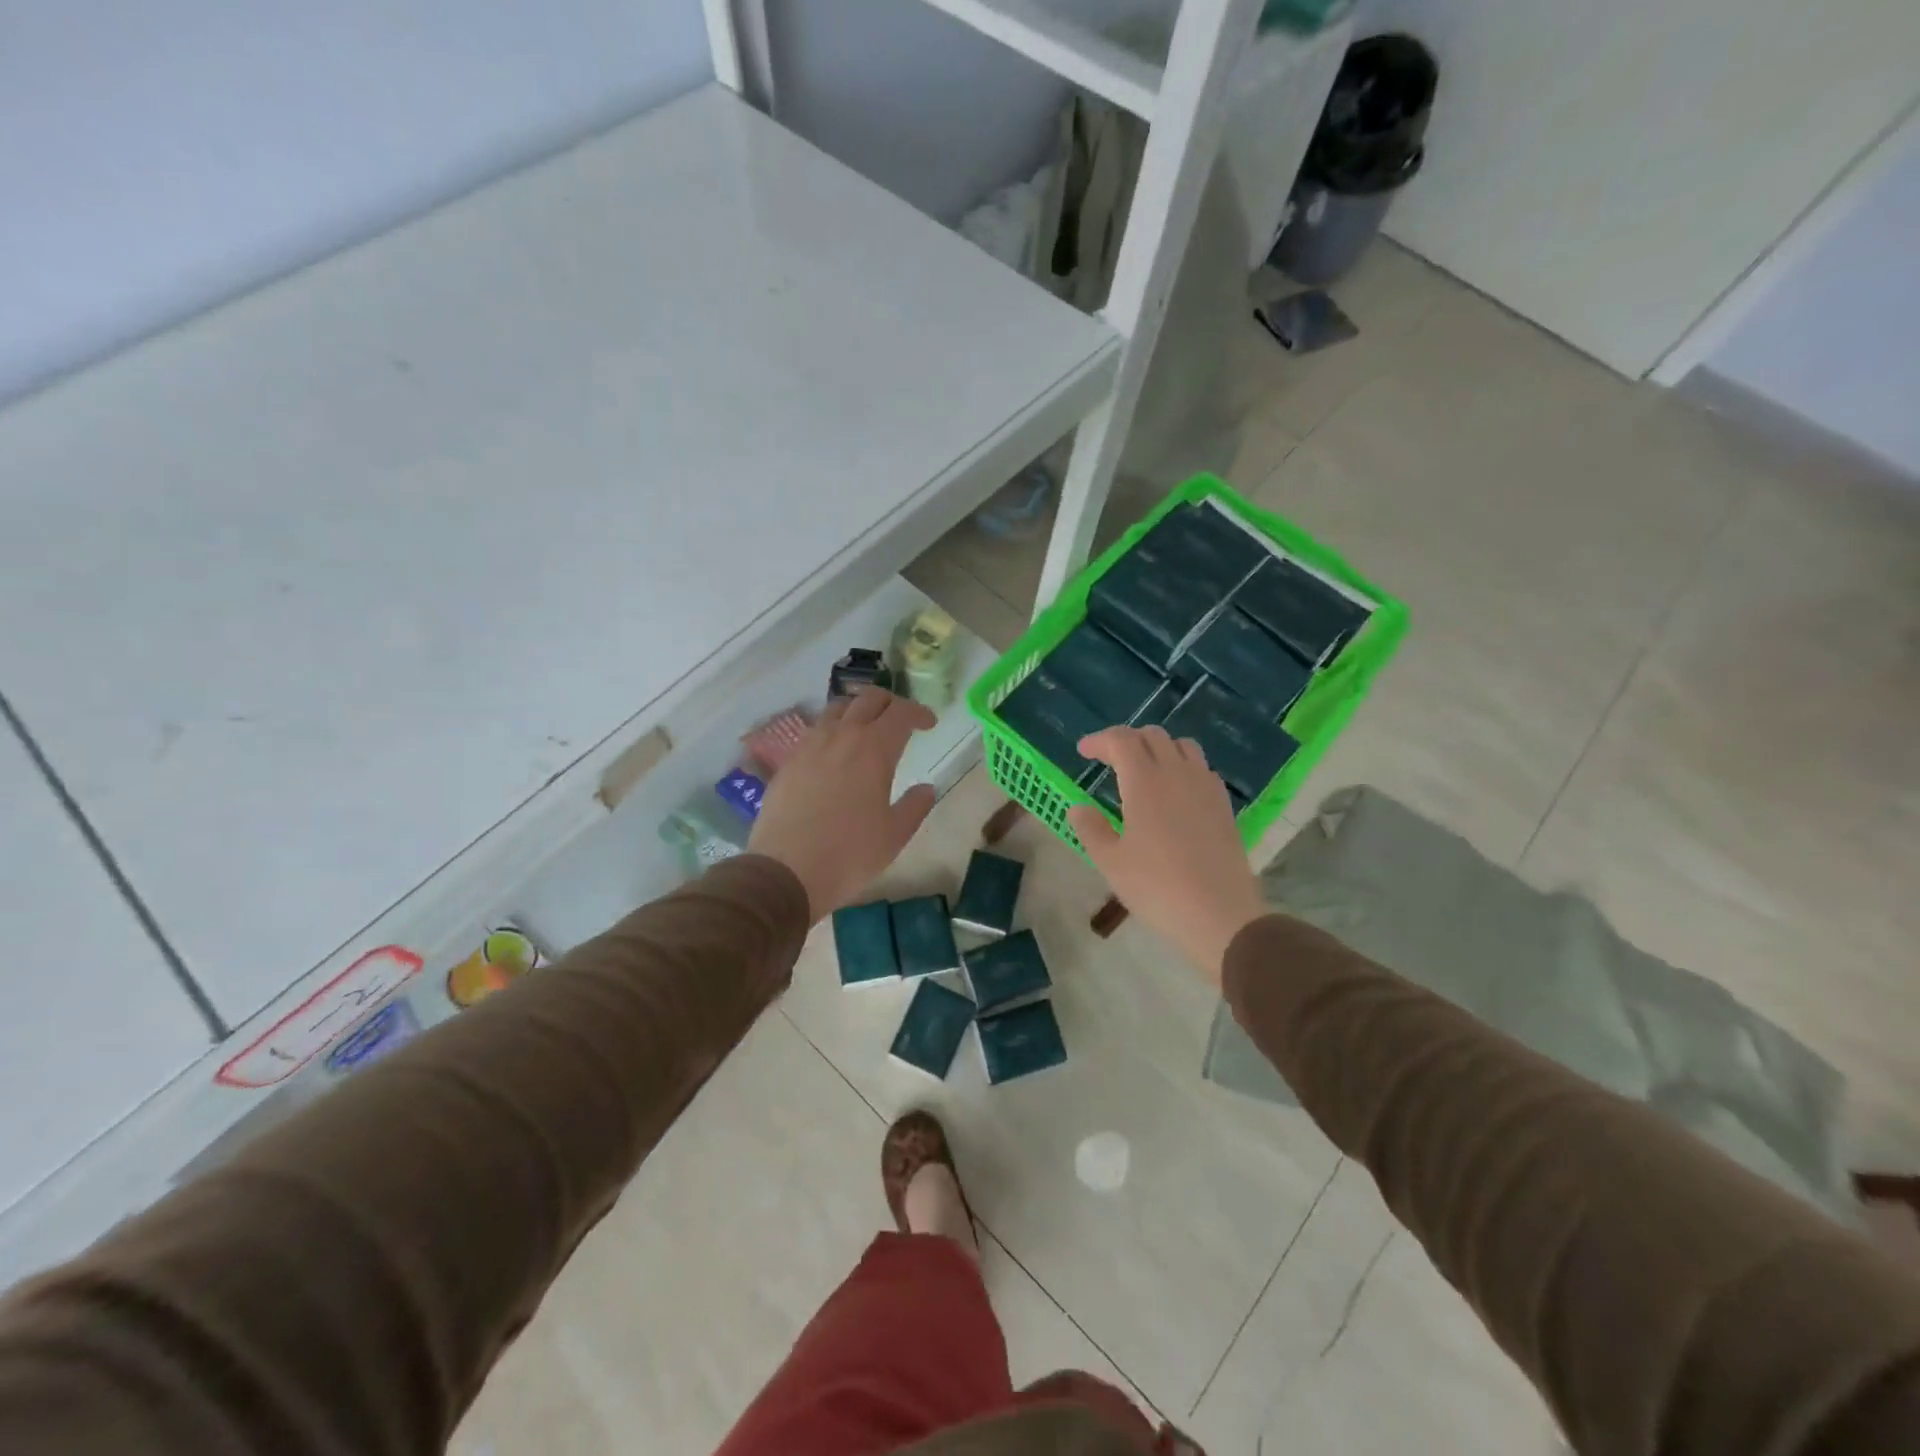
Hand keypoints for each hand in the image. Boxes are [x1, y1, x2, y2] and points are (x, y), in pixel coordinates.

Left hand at [748, 689, 937, 920]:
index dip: (919, 713)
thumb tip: (927, 789)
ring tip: (867, 730)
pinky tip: (835, 754)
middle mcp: (841, 736)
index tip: (929, 724)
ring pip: (837, 709)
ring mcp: (809, 746)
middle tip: (901, 721)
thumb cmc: (849, 854)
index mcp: (874, 749)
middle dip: (890, 703)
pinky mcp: (788, 761)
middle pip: (868, 699)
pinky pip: (815, 731)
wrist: (785, 871)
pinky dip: (833, 730)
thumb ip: (915, 806)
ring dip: (858, 711)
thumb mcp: (894, 835)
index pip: (901, 712)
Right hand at [1066, 726, 1267, 985]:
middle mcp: (1177, 773)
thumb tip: (1078, 807)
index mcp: (1144, 782)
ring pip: (1182, 746)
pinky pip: (1201, 767)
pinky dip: (1182, 766)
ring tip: (1144, 770)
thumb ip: (1090, 829)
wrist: (1220, 913)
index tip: (1083, 752)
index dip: (1100, 740)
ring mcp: (1205, 786)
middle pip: (1152, 736)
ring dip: (1158, 748)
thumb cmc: (1157, 887)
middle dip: (1127, 740)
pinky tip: (1175, 792)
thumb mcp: (1111, 863)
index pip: (1121, 740)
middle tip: (1109, 760)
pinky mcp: (1223, 804)